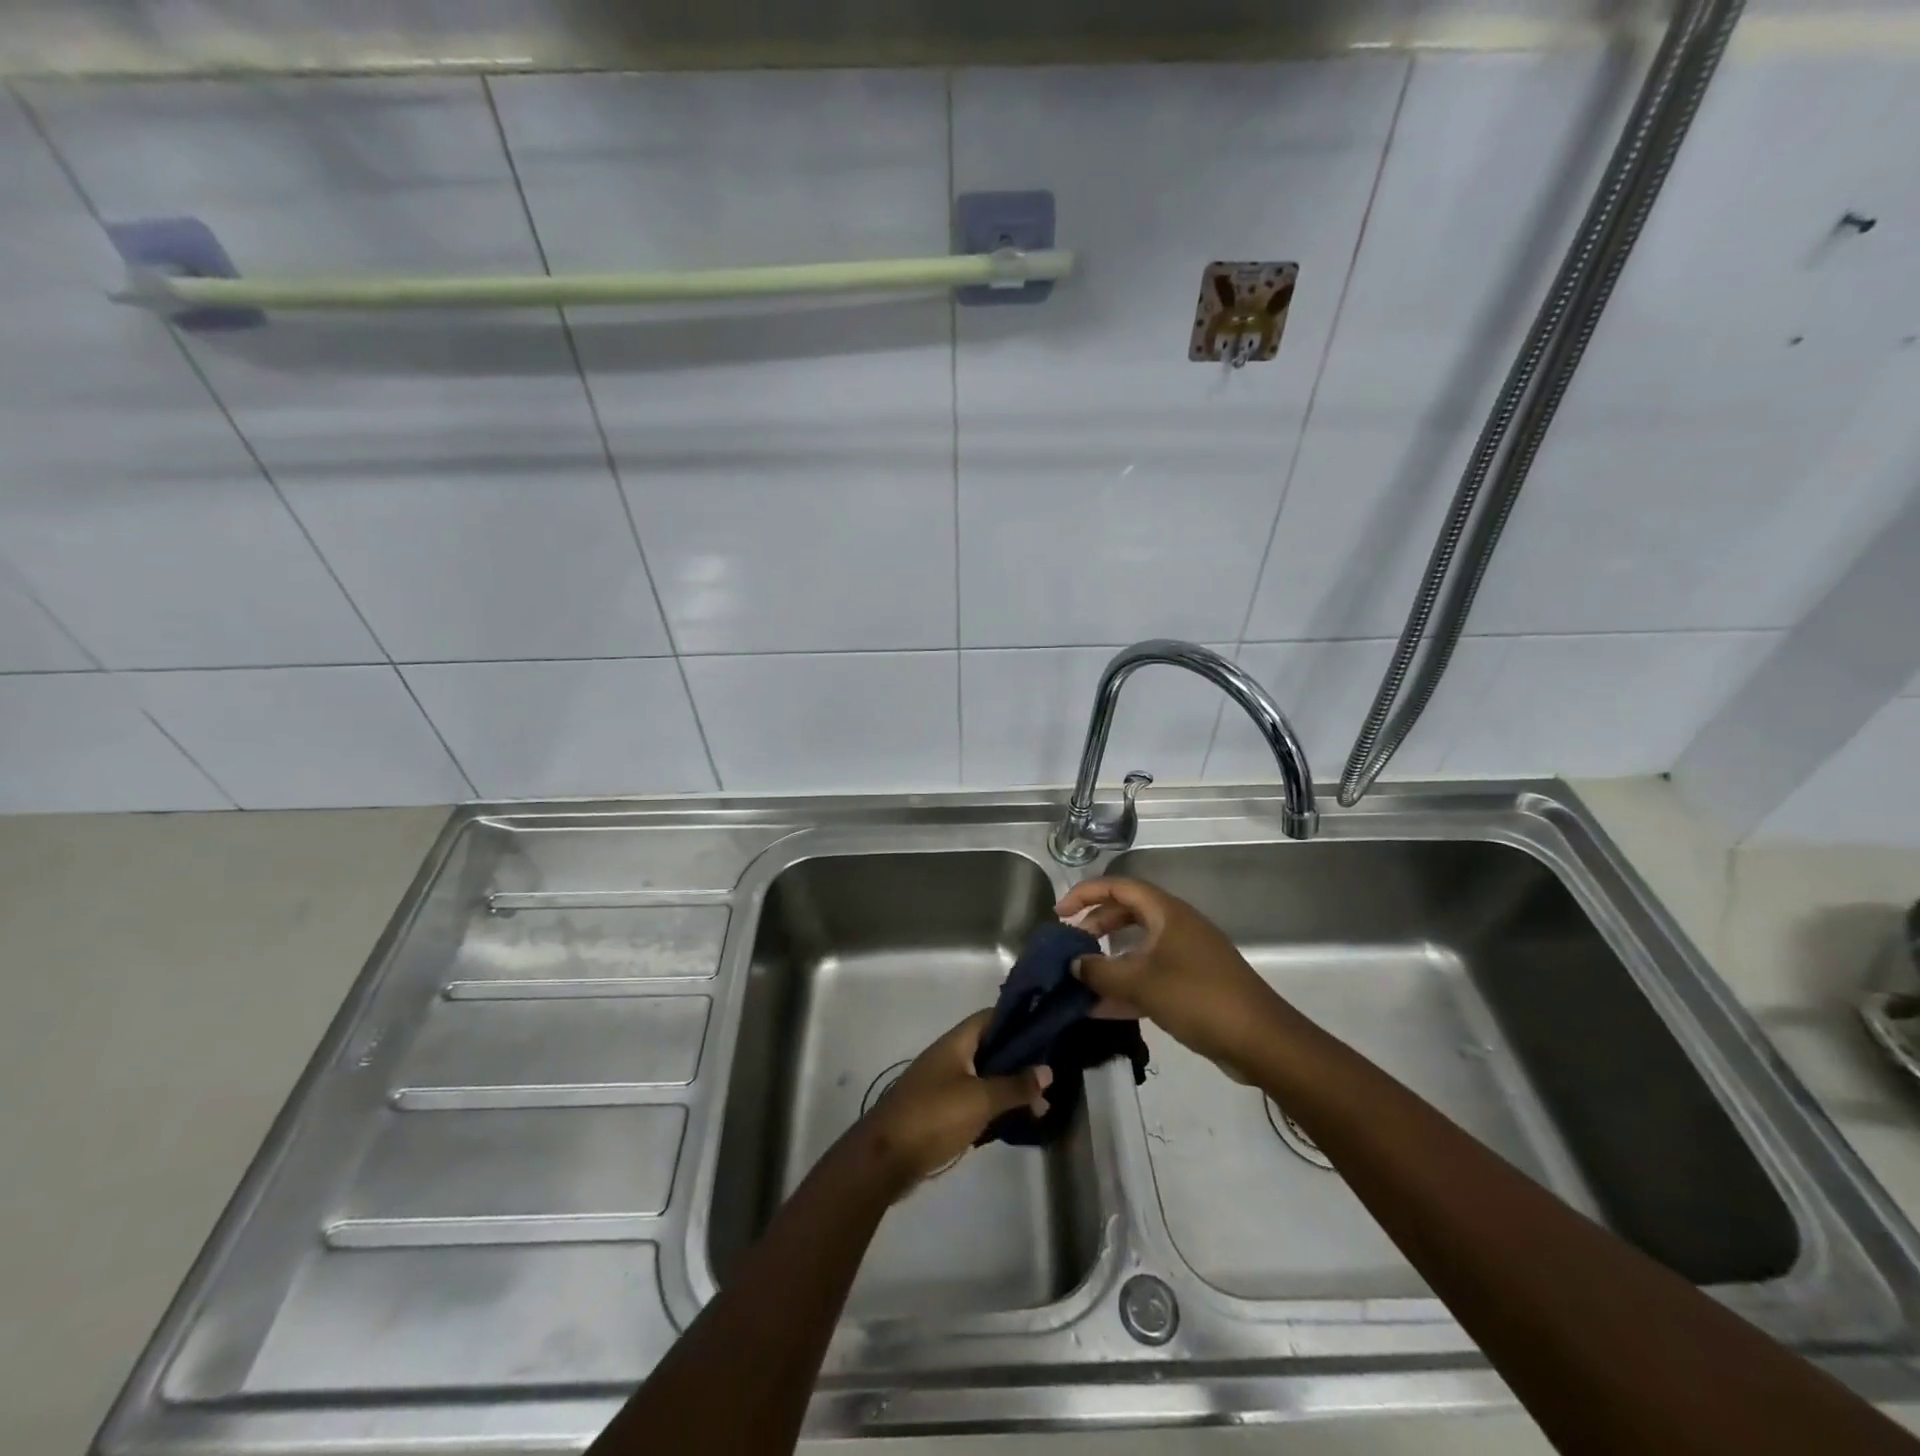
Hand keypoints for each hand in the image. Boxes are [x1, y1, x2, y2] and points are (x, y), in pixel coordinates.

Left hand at [859, 1011, 1052, 1193]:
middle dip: (1019, 1061)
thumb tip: (1047, 1070)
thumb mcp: (980, 1099)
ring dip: (1008, 1088)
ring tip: (1041, 1106)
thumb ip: (1015, 1085)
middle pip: (989, 1049)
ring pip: (983, 1078)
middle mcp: (949, 1057)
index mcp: (956, 1043)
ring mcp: (942, 1085)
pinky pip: (973, 1101)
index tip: (1046, 1029)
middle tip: (1050, 1076)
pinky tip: (1014, 1122)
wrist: (885, 1158)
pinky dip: (993, 1107)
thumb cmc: (934, 1116)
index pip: (990, 1017)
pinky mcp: (939, 1112)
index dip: (1017, 1019)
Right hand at [1056, 877, 1287, 1081]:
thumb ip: (1100, 971)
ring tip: (1080, 979)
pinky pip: (1150, 976)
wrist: (1260, 1040)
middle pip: (1127, 914)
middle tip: (1070, 944)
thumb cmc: (1197, 997)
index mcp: (1166, 912)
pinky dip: (1126, 986)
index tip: (1059, 913)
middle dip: (1095, 926)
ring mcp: (1186, 955)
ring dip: (1108, 961)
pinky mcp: (1192, 984)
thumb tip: (1074, 964)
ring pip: (1138, 948)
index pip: (1119, 886)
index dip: (1086, 894)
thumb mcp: (1141, 983)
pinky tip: (1101, 1009)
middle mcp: (1176, 926)